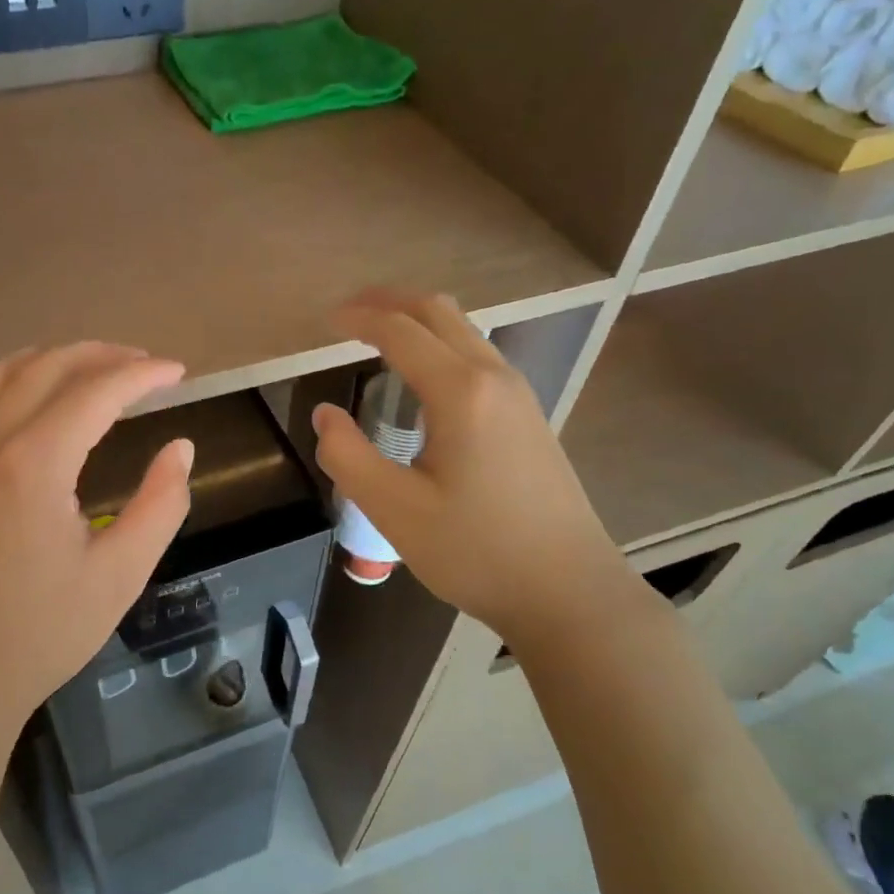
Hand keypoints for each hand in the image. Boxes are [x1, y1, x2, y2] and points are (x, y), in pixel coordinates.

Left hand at [0, 344, 192, 743]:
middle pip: (49, 367)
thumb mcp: (119, 575)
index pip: (97, 391)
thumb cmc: (38, 635)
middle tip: (147, 366)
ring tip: (98, 370)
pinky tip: (44, 405)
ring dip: (57, 360)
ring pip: (7, 374)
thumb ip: (160, 504)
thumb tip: (180, 448)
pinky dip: (21, 380)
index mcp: (34, 462)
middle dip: (104, 355)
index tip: (179, 372)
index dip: (143, 374)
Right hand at [311, 291, 641, 650]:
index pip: (400, 331)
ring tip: (378, 335)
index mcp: (460, 391)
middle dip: (389, 301)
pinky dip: (440, 345)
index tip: (324, 321)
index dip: (358, 318)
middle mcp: (494, 377)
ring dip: (417, 321)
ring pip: (463, 331)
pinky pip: (478, 356)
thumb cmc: (477, 551)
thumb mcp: (394, 510)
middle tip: (347, 313)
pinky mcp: (528, 416)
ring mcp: (519, 395)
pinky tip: (421, 378)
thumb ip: (347, 456)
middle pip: (438, 312)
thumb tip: (325, 415)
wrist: (569, 592)